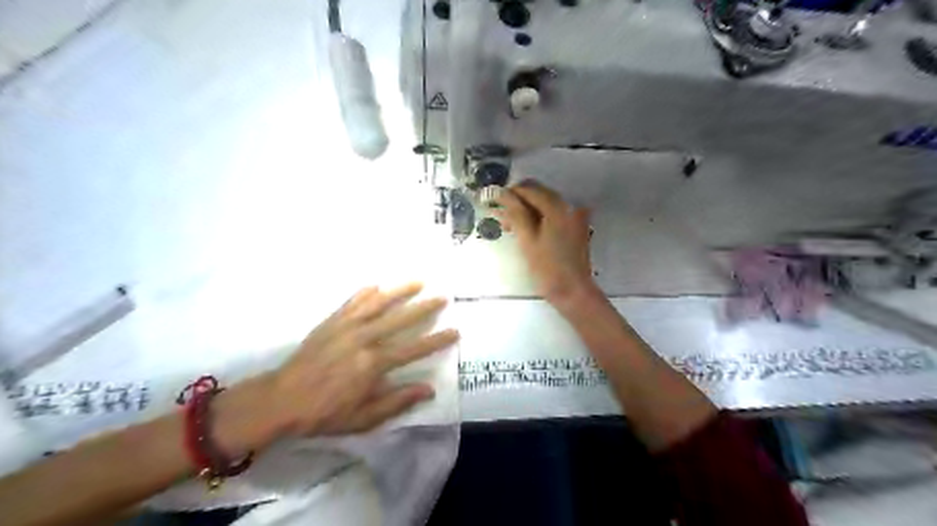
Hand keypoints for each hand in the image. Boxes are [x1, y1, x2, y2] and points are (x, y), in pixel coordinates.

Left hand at [265, 285, 458, 437]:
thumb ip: (397, 402)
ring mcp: (346, 327)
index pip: (413, 349)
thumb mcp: (364, 418)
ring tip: (418, 281)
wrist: (281, 400)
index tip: (454, 331)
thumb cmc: (324, 413)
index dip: (436, 340)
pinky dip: (366, 293)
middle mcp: (363, 339)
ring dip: (400, 291)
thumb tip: (428, 389)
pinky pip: (352, 302)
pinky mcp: (331, 322)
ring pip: (378, 303)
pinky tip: (377, 286)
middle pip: (400, 319)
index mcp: (373, 364)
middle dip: (424, 308)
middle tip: (442, 297)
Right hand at [493, 181, 595, 308]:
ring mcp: (575, 216)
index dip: (510, 192)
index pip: (530, 189)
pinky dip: (538, 218)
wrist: (573, 292)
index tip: (493, 199)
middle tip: (500, 215)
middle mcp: (569, 206)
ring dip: (527, 211)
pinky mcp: (575, 227)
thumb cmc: (547, 268)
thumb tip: (502, 193)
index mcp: (558, 207)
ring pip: (545, 205)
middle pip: (539, 194)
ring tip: (508, 225)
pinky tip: (525, 229)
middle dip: (518, 201)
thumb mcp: (527, 240)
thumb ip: (515, 213)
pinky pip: (553, 215)